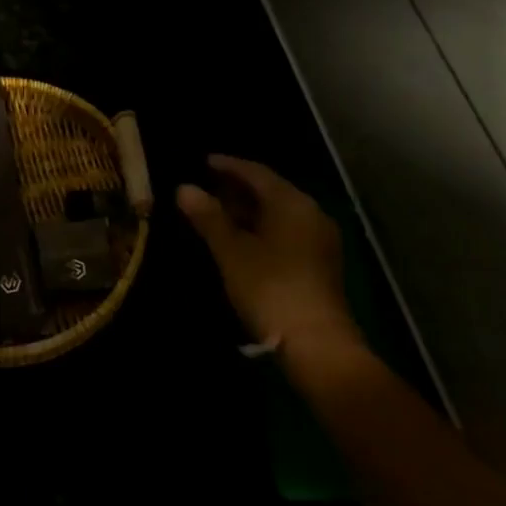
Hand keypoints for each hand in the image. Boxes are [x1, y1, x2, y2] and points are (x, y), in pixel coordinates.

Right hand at [177, 155, 362, 353]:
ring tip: (218, 213)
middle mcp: (311, 213)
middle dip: (238, 188)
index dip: (228, 166)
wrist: (317, 344)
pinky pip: (286, 232)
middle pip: (271, 191)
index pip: (256, 172)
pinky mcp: (320, 264)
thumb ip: (209, 217)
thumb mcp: (232, 251)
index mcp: (292, 203)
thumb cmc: (270, 288)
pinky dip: (262, 229)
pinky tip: (241, 240)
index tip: (204, 162)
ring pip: (278, 214)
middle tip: (207, 188)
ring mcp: (319, 240)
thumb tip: (184, 188)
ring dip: (249, 211)